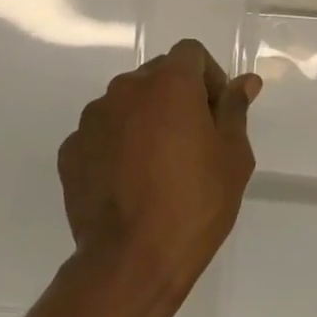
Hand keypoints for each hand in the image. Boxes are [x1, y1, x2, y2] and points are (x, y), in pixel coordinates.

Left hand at [57, 39, 260, 316]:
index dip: (208, 77)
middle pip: (157, 76)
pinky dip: (116, 146)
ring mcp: (92, 118)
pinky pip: (101, 134)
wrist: (131, 262)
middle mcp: (125, 89)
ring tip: (157, 166)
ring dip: (144, 120)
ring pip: (127, 104)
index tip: (216, 114)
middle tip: (192, 142)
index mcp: (168, 82)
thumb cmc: (195, 203)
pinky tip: (128, 183)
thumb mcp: (232, 156)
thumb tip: (245, 81)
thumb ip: (235, 109)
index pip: (190, 53)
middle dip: (176, 97)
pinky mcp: (70, 150)